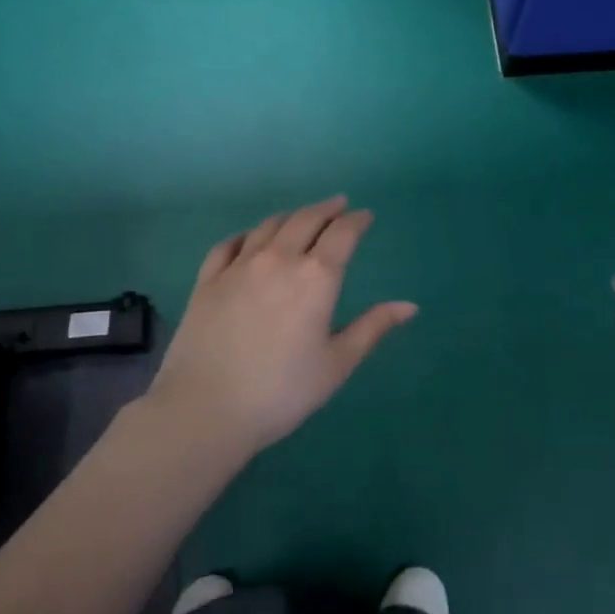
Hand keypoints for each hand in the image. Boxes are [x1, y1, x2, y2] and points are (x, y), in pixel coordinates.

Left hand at [145, 197, 417, 455]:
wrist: (205, 409)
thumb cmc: (282, 391)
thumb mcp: (337, 363)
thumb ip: (372, 328)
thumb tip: (409, 306)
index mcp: (316, 278)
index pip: (342, 234)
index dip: (356, 221)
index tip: (365, 215)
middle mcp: (278, 260)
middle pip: (305, 220)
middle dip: (326, 209)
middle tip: (338, 204)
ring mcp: (239, 267)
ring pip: (268, 226)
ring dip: (290, 216)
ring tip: (301, 217)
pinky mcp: (207, 280)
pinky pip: (228, 244)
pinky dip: (246, 234)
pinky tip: (249, 238)